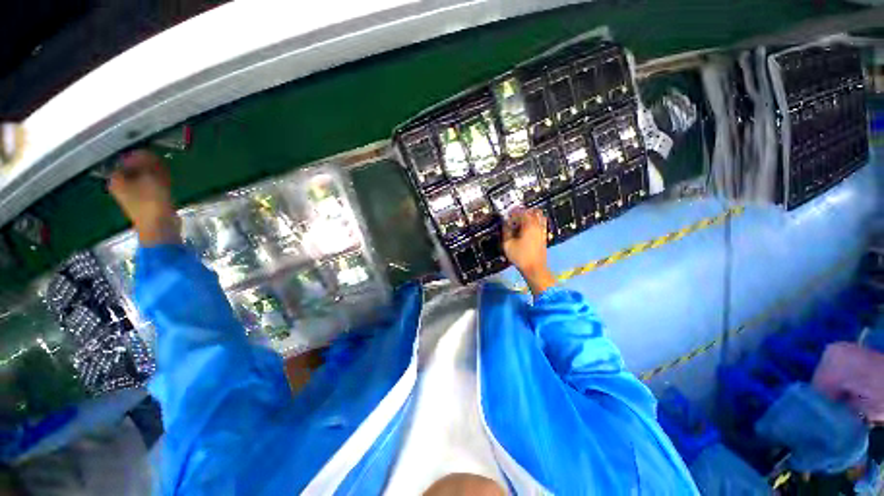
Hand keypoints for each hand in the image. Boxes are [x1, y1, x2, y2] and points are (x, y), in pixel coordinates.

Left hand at [108, 150, 180, 245]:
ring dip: (154, 174)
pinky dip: (158, 183)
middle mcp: (121, 186)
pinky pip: (151, 187)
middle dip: (148, 165)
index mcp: (116, 179)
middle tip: (159, 163)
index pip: (126, 160)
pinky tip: (166, 182)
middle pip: (134, 169)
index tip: (153, 155)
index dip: (140, 156)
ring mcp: (133, 195)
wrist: (159, 225)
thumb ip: (146, 162)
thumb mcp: (150, 176)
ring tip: (165, 173)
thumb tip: (144, 151)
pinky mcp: (146, 202)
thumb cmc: (151, 200)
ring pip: (144, 178)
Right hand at [503, 208, 554, 295]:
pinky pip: (541, 224)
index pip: (522, 212)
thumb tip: (505, 223)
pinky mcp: (544, 237)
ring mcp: (543, 231)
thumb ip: (506, 231)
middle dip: (523, 212)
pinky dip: (534, 223)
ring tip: (520, 222)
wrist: (535, 269)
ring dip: (530, 216)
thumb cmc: (520, 256)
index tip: (507, 214)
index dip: (513, 211)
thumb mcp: (508, 244)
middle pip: (533, 212)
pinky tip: (526, 229)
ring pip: (539, 217)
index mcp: (529, 225)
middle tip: (514, 216)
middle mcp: (538, 226)